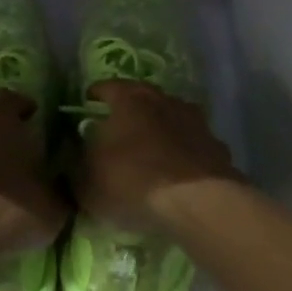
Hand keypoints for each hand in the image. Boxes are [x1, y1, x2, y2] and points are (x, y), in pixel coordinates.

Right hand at [73, 80, 241, 232]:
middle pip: (145, 99)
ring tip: (150, 150)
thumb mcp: (86, 183)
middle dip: (132, 111)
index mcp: (130, 101)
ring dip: (161, 131)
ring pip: (173, 120)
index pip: (108, 87)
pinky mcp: (218, 149)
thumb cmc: (131, 183)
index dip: (96, 94)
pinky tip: (178, 172)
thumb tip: (73, 155)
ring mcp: (197, 124)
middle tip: (119, 126)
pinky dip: (184, 155)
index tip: (89, 100)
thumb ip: (75, 165)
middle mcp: (166, 102)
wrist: (196, 202)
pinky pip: (193, 147)